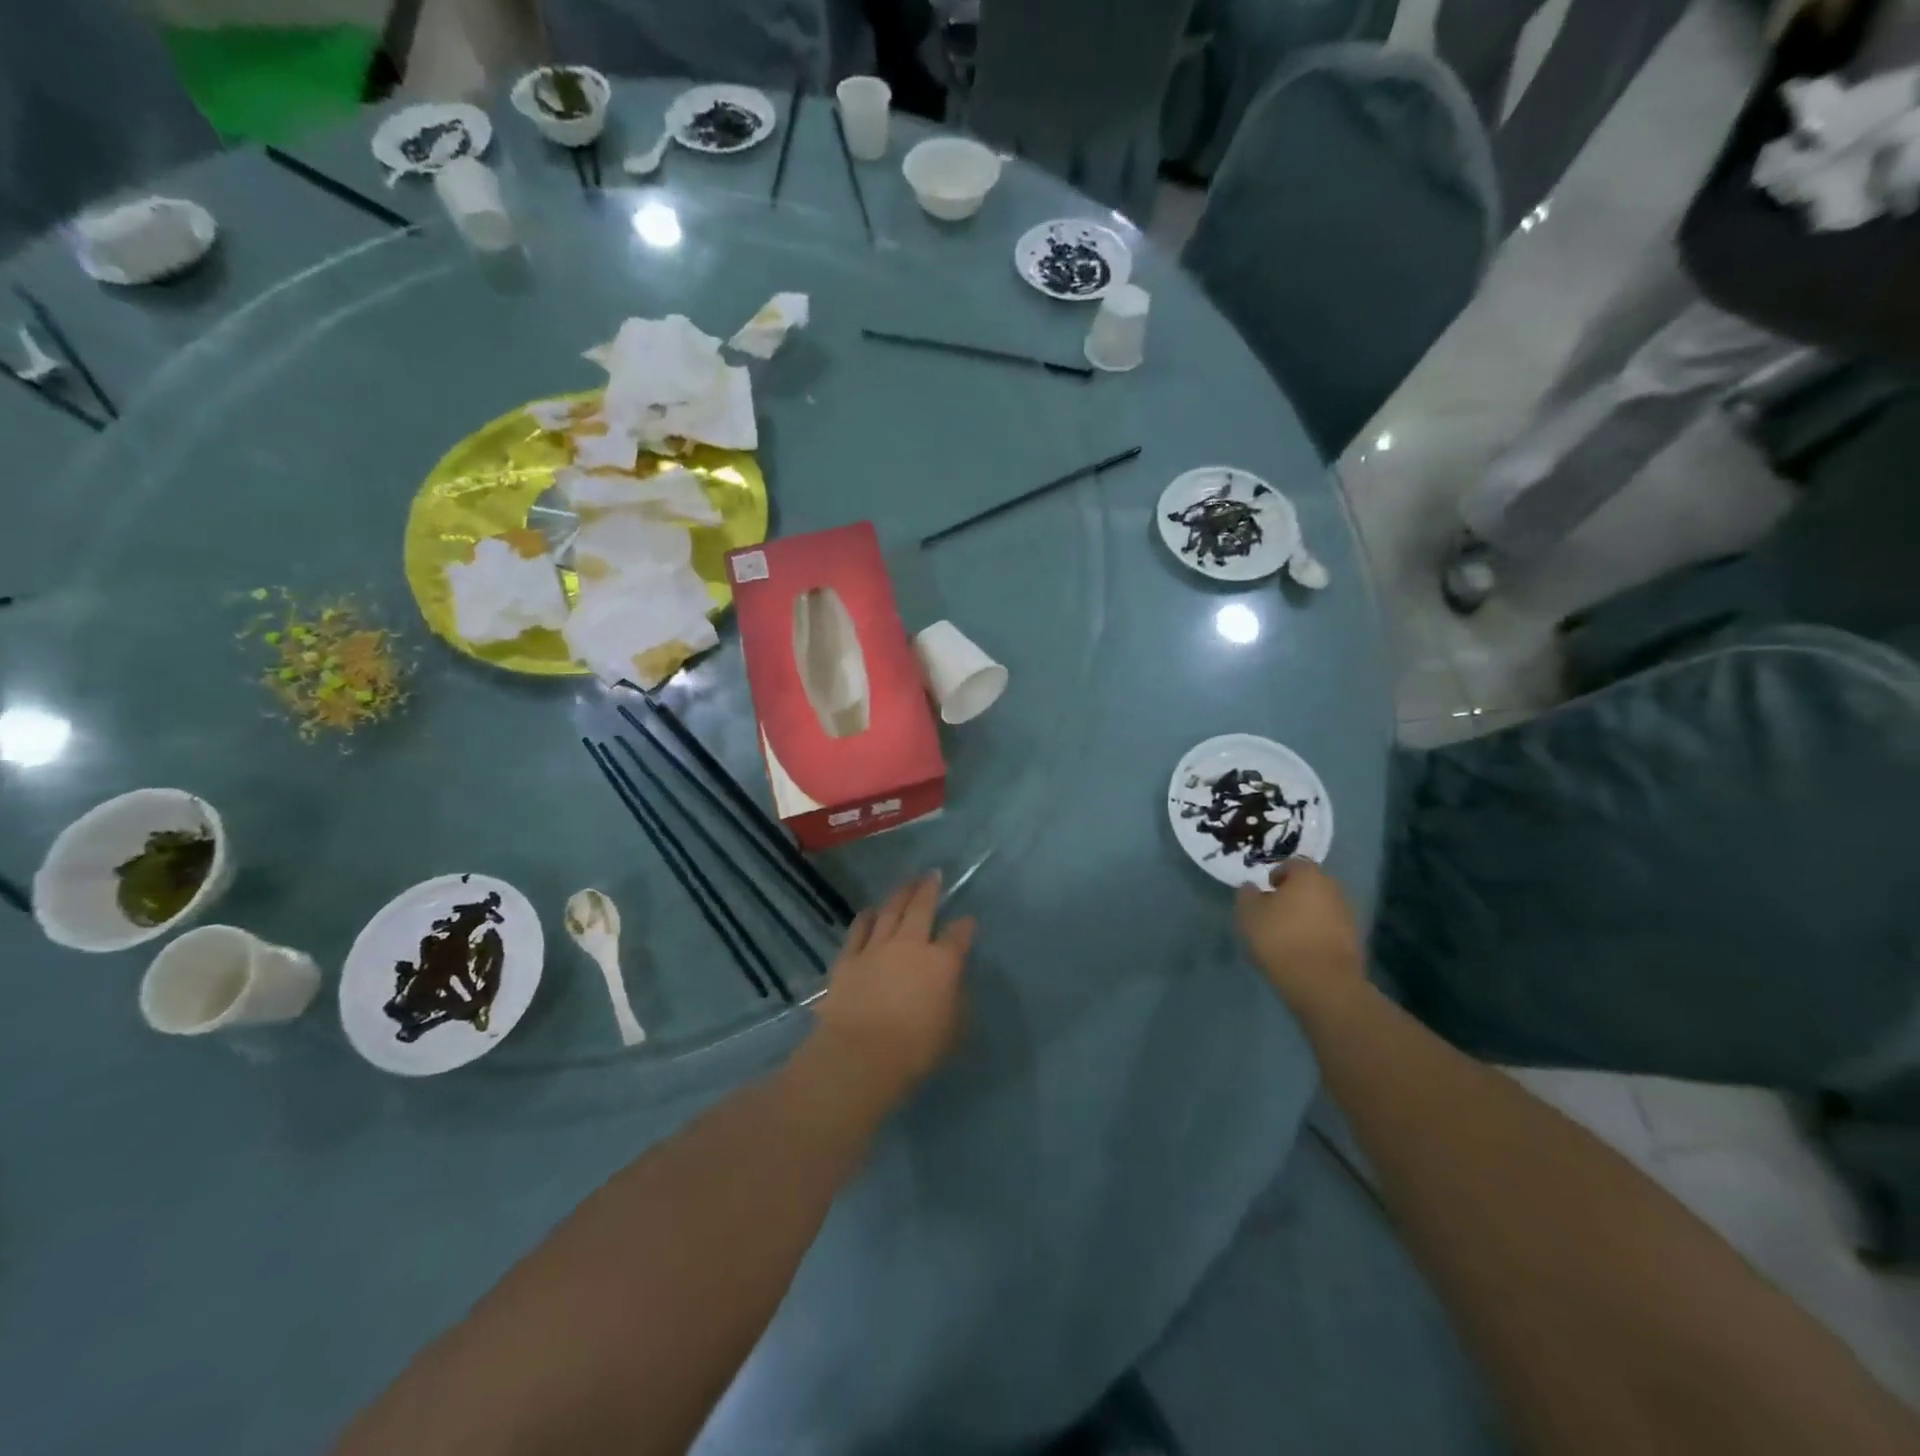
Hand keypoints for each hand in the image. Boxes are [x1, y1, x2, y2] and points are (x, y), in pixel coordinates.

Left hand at [812, 872, 974, 1106]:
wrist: (861, 1054)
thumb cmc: (915, 1049)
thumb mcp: (953, 1029)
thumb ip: (956, 1001)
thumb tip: (953, 984)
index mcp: (942, 963)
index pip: (958, 936)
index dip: (965, 927)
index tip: (968, 921)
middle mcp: (911, 945)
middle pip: (921, 908)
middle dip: (929, 889)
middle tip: (932, 874)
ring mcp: (877, 948)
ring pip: (890, 912)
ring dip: (900, 895)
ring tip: (906, 883)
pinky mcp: (849, 958)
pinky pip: (859, 930)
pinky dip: (866, 918)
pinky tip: (869, 911)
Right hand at [1235, 859, 1364, 1015]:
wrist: (1322, 981)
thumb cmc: (1280, 937)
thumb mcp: (1248, 913)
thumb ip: (1247, 894)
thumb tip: (1251, 887)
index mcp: (1308, 875)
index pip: (1292, 864)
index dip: (1276, 875)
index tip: (1265, 891)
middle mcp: (1332, 888)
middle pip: (1310, 885)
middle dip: (1293, 894)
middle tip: (1274, 911)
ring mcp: (1347, 914)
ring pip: (1321, 907)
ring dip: (1306, 915)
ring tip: (1287, 933)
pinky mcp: (1354, 940)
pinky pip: (1330, 928)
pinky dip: (1317, 933)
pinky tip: (1302, 949)